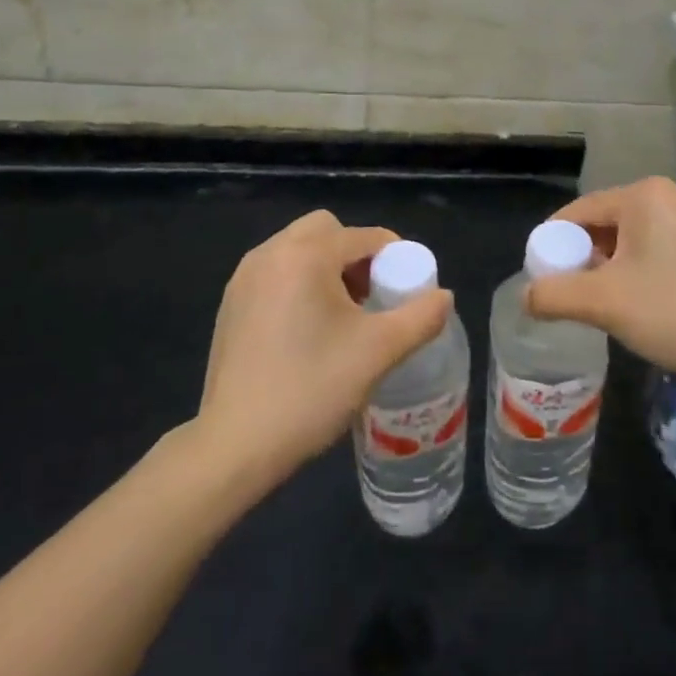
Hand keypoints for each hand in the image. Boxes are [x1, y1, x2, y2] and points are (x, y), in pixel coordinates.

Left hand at [196, 210, 453, 485]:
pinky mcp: (231, 304)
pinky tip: (307, 332)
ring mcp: (244, 278)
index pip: (365, 236)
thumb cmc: (311, 389)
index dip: (395, 258)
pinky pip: (276, 273)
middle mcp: (270, 254)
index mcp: (305, 255)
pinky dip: (299, 285)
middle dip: (356, 256)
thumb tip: (444, 297)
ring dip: (327, 269)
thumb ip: (420, 317)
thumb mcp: (379, 352)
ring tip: (343, 318)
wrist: (236, 444)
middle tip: (371, 300)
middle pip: (327, 231)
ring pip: (298, 250)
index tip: (406, 294)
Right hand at [527, 178, 675, 386]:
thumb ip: (554, 295)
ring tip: (603, 307)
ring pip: (630, 240)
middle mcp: (669, 197)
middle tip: (571, 298)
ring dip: (609, 270)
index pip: (577, 212)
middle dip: (582, 260)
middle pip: (604, 224)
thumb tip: (526, 296)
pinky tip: (639, 306)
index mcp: (643, 195)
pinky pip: (656, 250)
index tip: (541, 281)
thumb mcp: (605, 304)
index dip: (552, 246)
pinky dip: (637, 273)